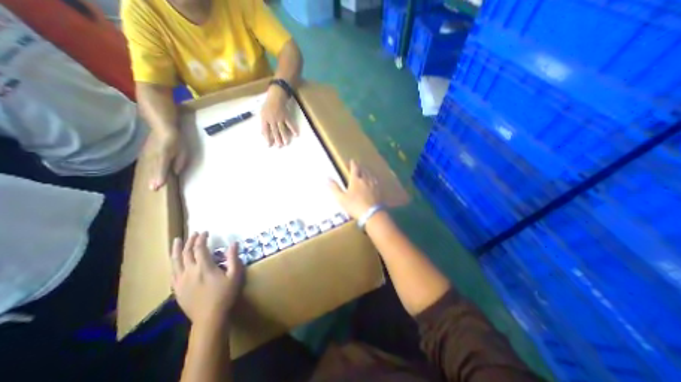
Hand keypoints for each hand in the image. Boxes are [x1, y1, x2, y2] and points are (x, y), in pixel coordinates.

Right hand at [149, 130, 186, 190]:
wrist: (162, 129)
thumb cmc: (176, 141)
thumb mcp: (183, 152)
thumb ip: (179, 162)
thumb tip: (175, 172)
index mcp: (164, 156)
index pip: (162, 169)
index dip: (160, 178)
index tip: (157, 186)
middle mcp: (155, 156)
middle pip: (154, 170)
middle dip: (153, 179)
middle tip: (152, 189)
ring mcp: (149, 154)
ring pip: (150, 168)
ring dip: (150, 176)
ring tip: (150, 185)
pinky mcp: (147, 153)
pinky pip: (148, 164)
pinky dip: (149, 170)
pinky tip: (148, 176)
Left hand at [171, 233, 245, 324]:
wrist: (209, 317)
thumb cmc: (225, 295)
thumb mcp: (235, 275)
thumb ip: (233, 258)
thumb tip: (234, 243)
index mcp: (204, 267)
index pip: (200, 248)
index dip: (202, 238)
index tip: (205, 232)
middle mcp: (189, 271)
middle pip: (186, 252)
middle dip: (190, 241)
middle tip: (194, 233)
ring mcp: (181, 281)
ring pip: (175, 261)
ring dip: (177, 249)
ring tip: (177, 240)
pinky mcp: (177, 289)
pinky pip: (173, 272)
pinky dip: (174, 263)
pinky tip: (175, 261)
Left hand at [261, 85, 298, 146]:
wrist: (275, 96)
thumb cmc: (268, 106)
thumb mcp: (262, 114)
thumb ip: (263, 124)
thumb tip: (262, 134)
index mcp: (265, 119)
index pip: (265, 130)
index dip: (267, 138)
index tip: (269, 145)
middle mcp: (272, 119)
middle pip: (275, 131)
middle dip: (277, 139)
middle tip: (279, 146)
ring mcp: (280, 118)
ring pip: (282, 128)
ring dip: (284, 136)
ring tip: (286, 143)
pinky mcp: (286, 116)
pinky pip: (290, 124)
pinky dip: (293, 129)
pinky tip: (296, 135)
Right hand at [327, 159, 379, 218]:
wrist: (372, 213)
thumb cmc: (354, 206)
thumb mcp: (341, 198)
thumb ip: (334, 188)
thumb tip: (327, 178)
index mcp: (356, 180)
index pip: (354, 169)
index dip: (353, 164)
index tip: (352, 160)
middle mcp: (365, 180)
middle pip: (363, 171)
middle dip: (360, 167)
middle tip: (358, 165)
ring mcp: (373, 185)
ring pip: (370, 175)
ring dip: (367, 172)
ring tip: (366, 171)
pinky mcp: (379, 191)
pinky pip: (376, 182)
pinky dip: (373, 179)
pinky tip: (374, 181)